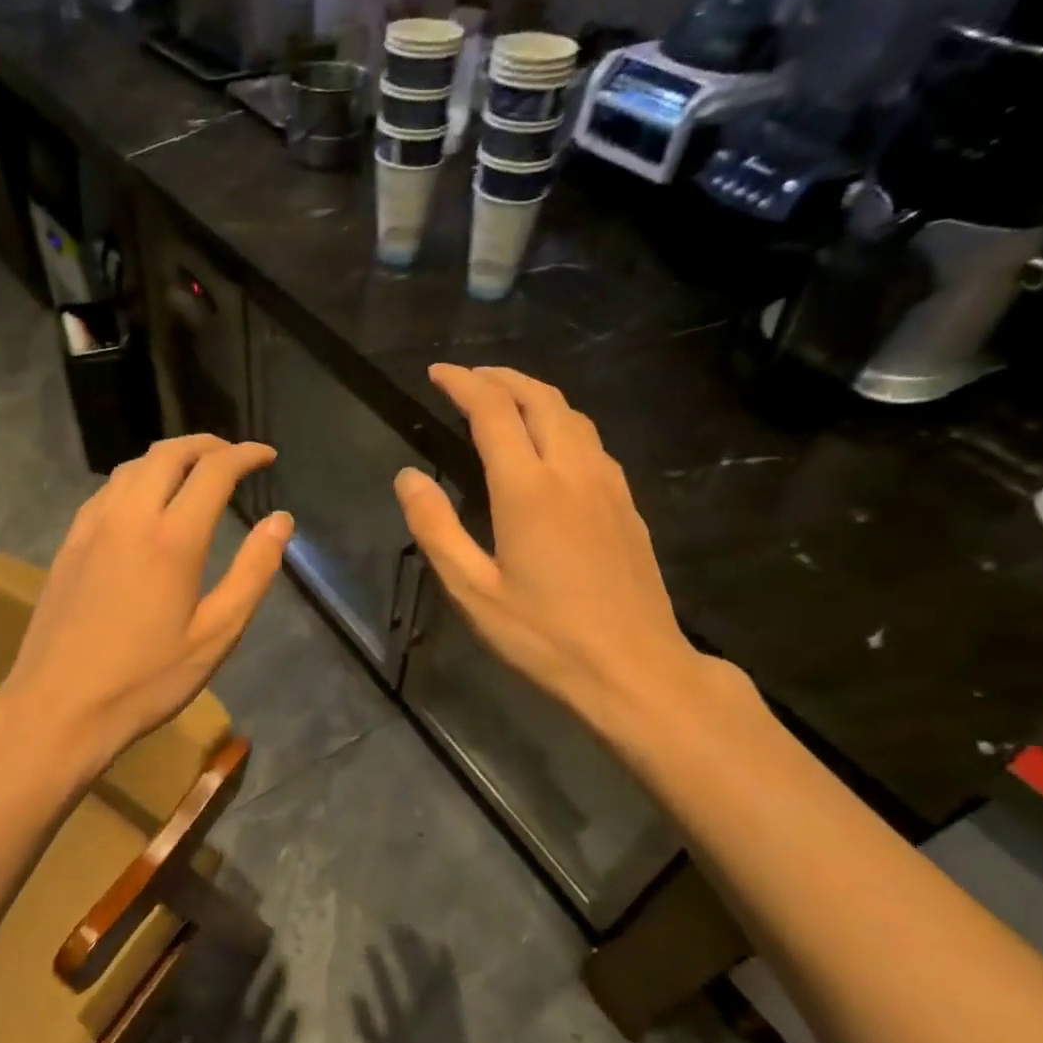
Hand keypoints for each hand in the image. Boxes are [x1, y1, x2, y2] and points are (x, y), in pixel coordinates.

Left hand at [0, 435, 291, 769]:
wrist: (58, 708)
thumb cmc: (146, 680)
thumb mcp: (216, 635)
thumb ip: (252, 573)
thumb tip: (281, 521)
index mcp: (172, 539)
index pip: (214, 471)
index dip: (245, 455)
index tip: (267, 455)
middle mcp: (129, 517)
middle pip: (169, 453)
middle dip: (208, 445)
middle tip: (234, 456)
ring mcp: (92, 527)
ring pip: (133, 466)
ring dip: (170, 456)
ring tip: (196, 470)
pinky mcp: (69, 542)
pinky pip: (108, 489)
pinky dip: (138, 477)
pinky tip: (145, 500)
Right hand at [394, 365, 732, 752]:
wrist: (635, 669)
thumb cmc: (545, 636)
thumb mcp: (473, 591)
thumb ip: (436, 528)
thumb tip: (407, 476)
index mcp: (528, 489)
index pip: (493, 411)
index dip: (463, 384)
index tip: (437, 373)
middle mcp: (572, 471)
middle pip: (539, 398)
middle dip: (501, 377)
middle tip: (468, 378)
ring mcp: (608, 485)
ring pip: (572, 415)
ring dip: (535, 395)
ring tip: (506, 399)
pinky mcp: (627, 505)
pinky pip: (592, 442)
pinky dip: (562, 422)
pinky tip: (551, 445)